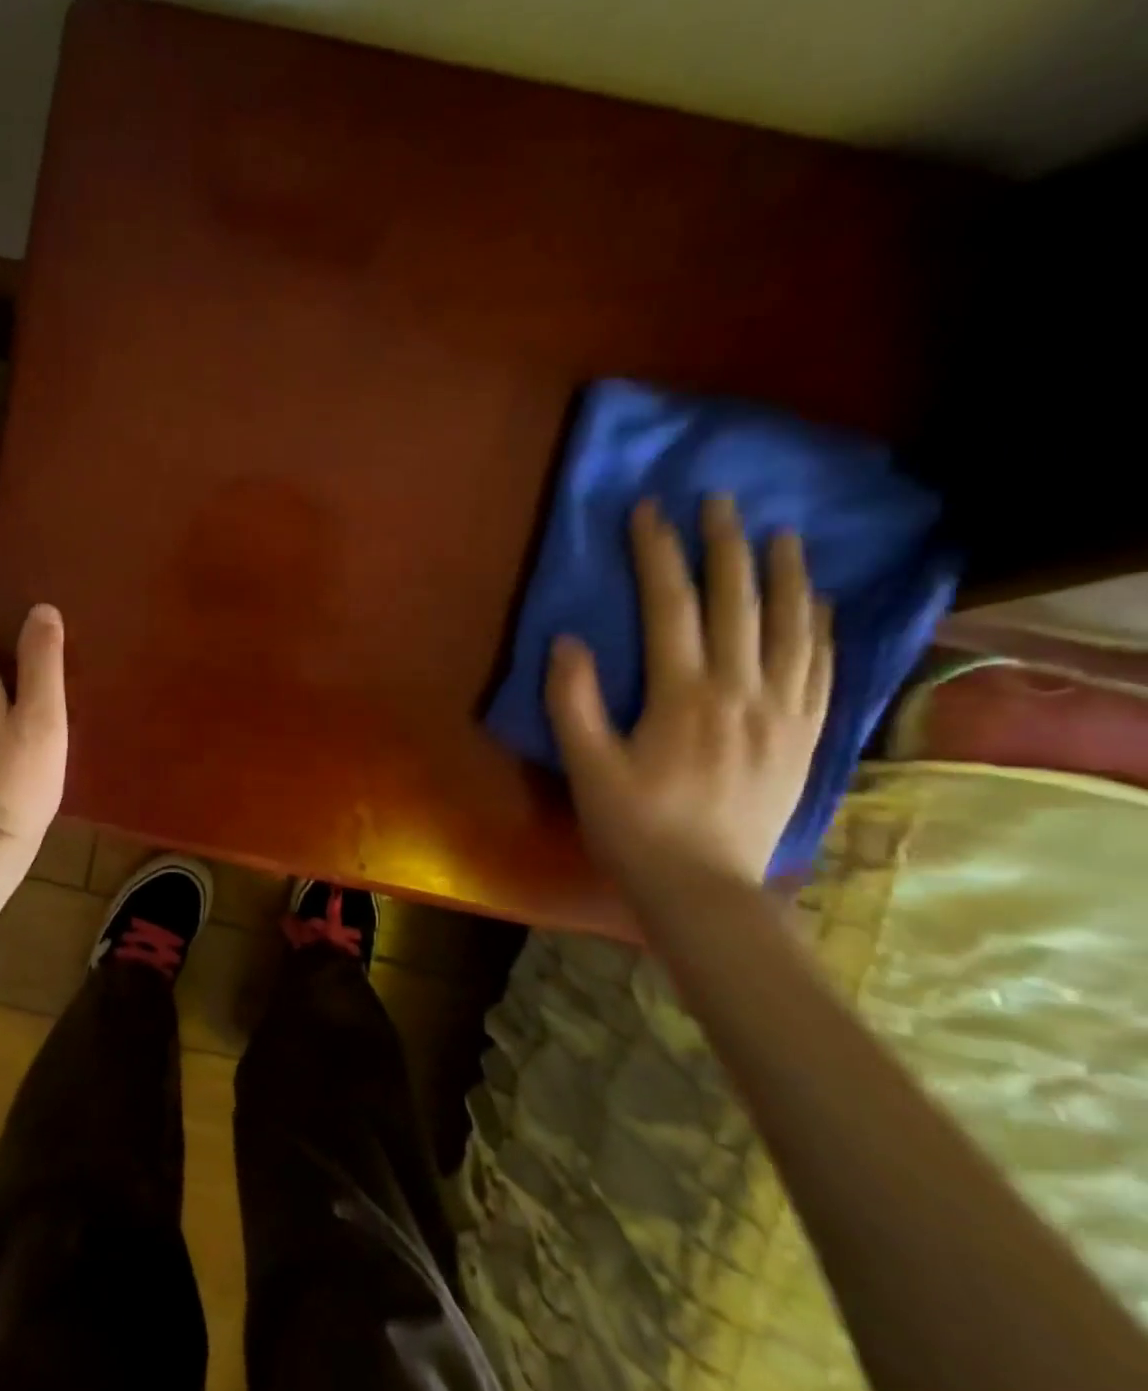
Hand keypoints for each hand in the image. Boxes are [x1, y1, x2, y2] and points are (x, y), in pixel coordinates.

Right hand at [544, 497, 832, 892]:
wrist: (704, 890)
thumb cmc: (635, 828)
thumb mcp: (587, 768)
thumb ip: (573, 702)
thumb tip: (568, 640)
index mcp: (684, 697)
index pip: (671, 607)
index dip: (658, 555)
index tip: (649, 512)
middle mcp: (743, 692)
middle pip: (739, 604)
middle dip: (726, 546)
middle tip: (720, 500)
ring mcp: (783, 714)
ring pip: (794, 627)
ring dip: (786, 574)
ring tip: (782, 534)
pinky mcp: (804, 737)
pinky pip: (822, 668)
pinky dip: (822, 626)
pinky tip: (819, 602)